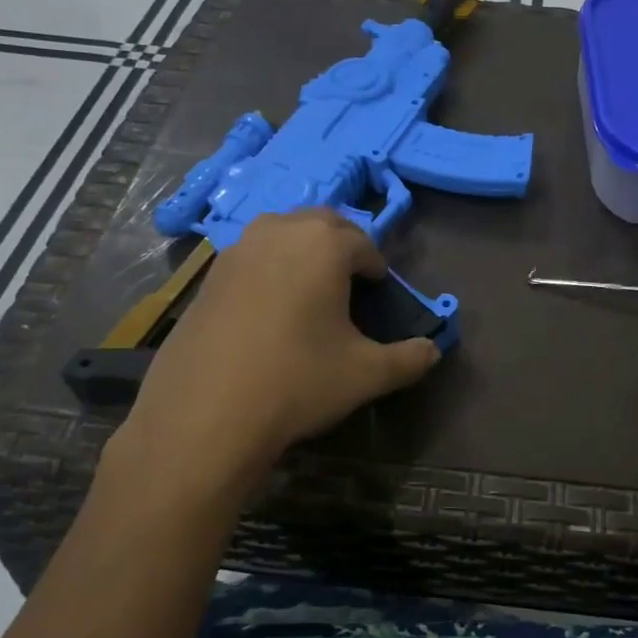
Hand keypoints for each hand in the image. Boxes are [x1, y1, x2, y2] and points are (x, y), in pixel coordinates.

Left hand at [118, 210, 440, 485]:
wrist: (205, 415)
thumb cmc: (298, 381)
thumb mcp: (367, 374)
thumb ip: (409, 358)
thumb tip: (432, 352)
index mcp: (324, 244)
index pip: (364, 244)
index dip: (377, 268)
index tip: (378, 294)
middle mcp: (280, 231)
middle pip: (322, 223)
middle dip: (343, 246)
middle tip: (351, 284)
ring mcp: (238, 250)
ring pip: (282, 232)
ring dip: (303, 249)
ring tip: (311, 291)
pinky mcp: (208, 275)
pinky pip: (252, 256)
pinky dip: (270, 267)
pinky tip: (269, 310)